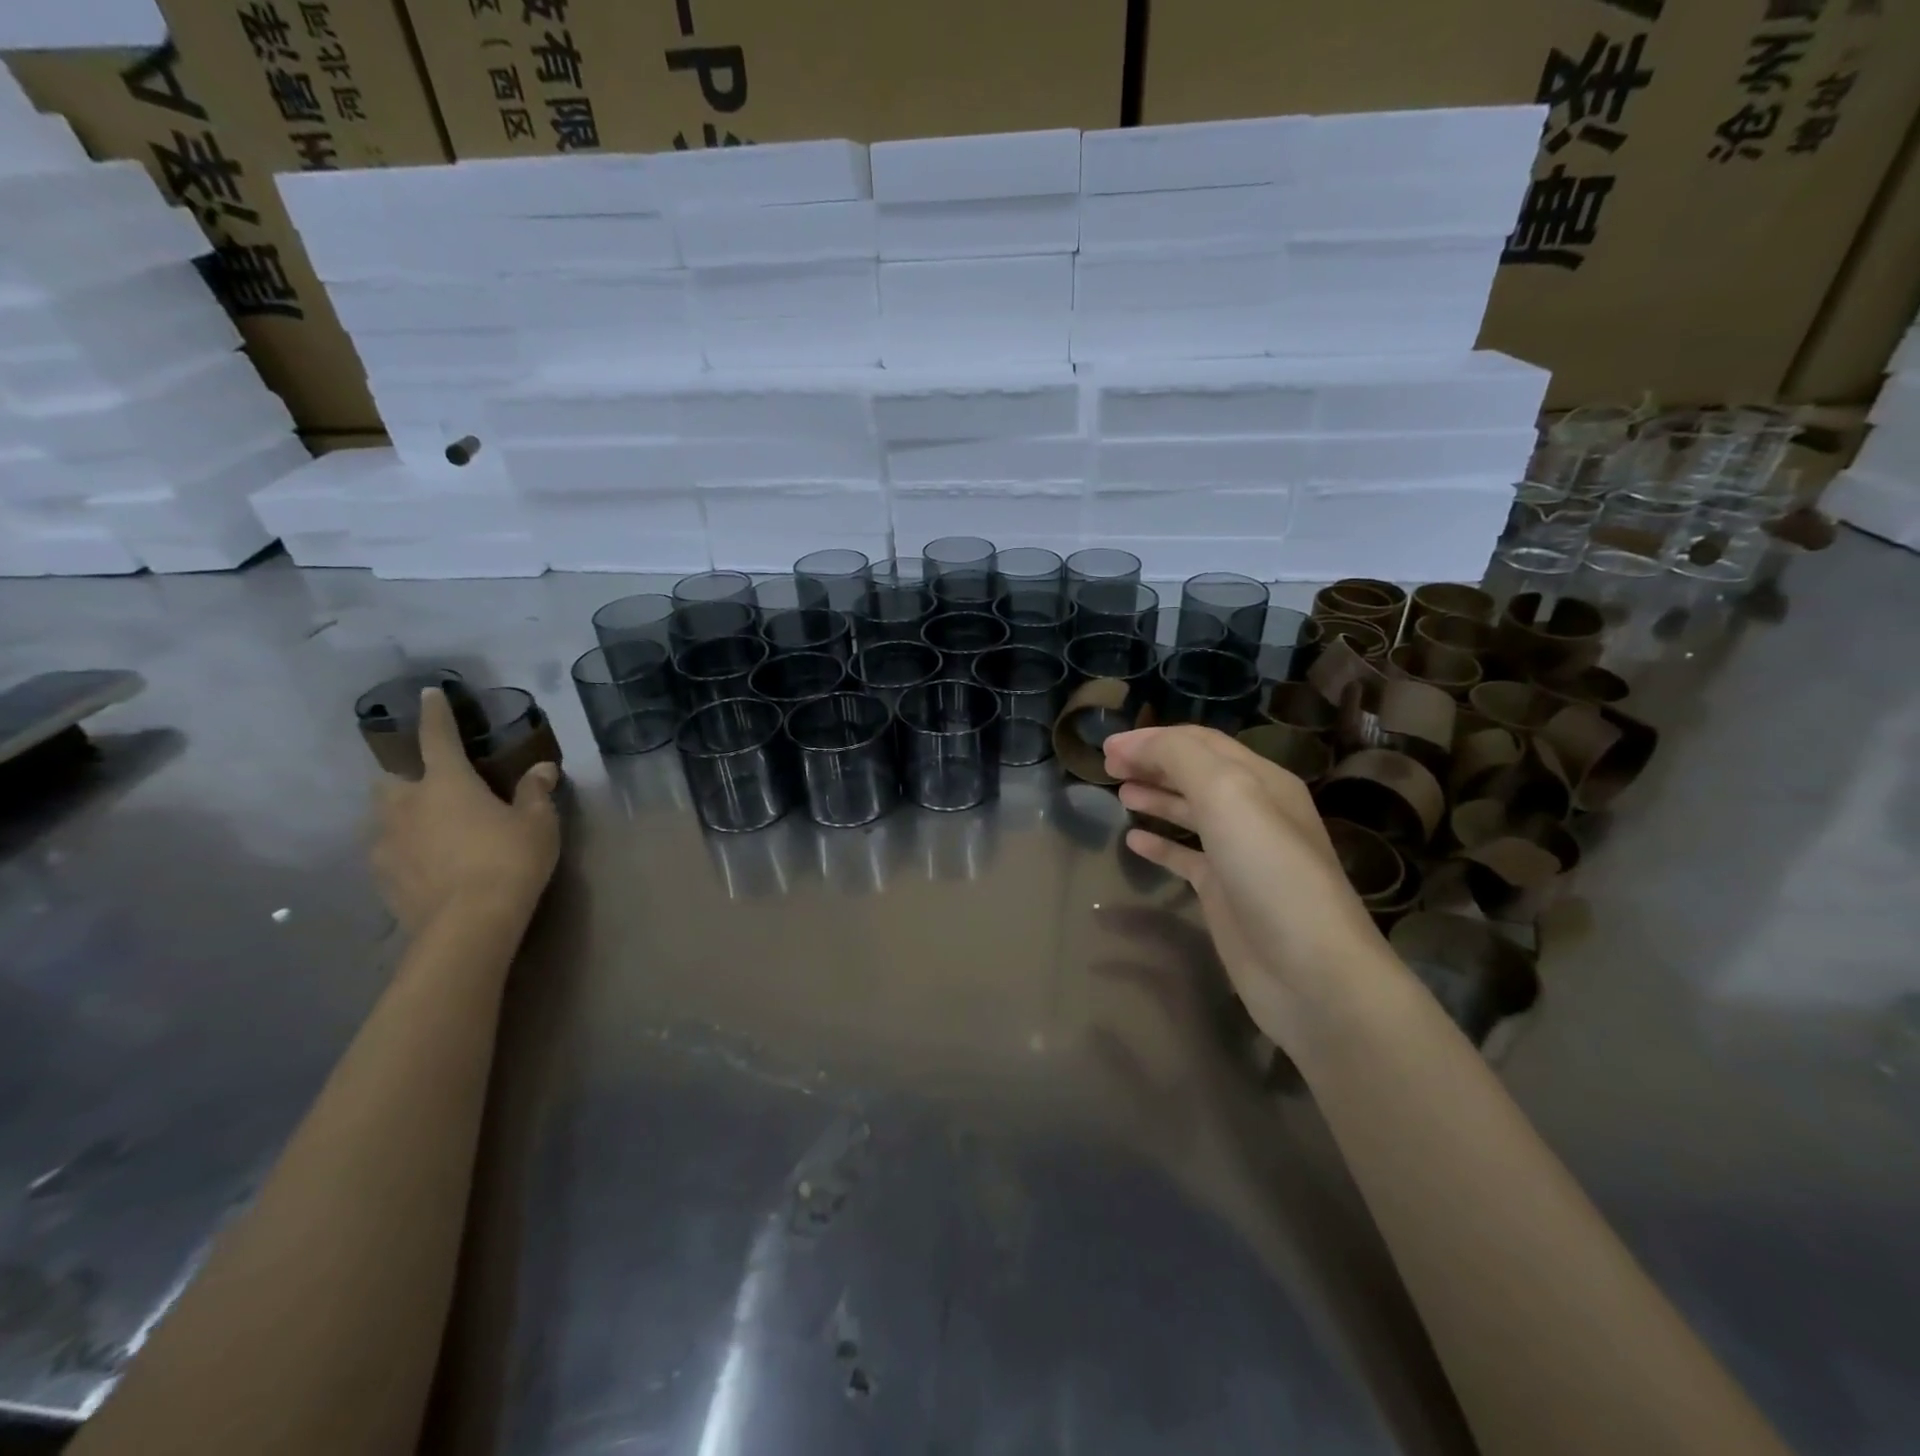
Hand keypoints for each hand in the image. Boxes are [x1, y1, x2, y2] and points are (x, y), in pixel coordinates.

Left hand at [371, 688, 559, 932]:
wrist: (468, 924)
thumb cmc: (509, 860)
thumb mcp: (538, 823)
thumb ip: (535, 792)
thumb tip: (543, 768)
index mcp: (446, 783)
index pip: (437, 737)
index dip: (435, 714)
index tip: (428, 694)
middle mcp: (407, 806)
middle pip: (391, 780)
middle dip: (407, 779)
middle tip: (434, 790)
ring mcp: (386, 843)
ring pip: (385, 818)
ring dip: (404, 817)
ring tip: (432, 832)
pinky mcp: (381, 878)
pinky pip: (388, 853)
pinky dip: (405, 851)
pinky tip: (428, 866)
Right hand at [1104, 725, 1402, 1048]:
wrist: (1311, 973)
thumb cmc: (1270, 873)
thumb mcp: (1229, 796)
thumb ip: (1181, 759)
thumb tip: (1135, 745)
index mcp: (1261, 780)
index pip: (1201, 743)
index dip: (1153, 739)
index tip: (1108, 745)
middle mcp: (1253, 811)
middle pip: (1195, 773)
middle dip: (1151, 762)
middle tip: (1107, 765)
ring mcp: (1238, 855)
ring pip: (1190, 812)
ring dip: (1156, 796)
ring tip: (1119, 793)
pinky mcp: (1225, 893)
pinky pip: (1186, 857)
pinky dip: (1160, 844)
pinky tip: (1133, 840)